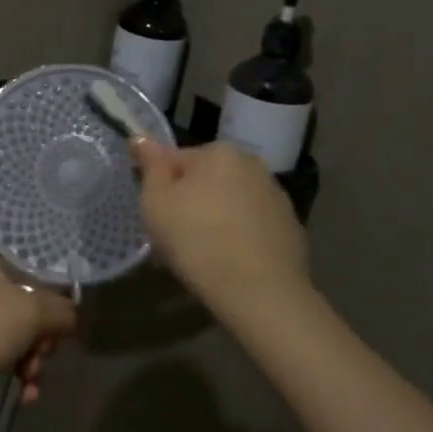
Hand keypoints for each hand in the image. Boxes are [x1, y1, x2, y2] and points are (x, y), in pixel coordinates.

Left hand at [0, 255, 76, 402]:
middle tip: (45, 350)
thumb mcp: (34, 310)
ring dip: (33, 360)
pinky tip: (26, 393)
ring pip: (16, 337)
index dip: (47, 292)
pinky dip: (17, 374)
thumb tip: (70, 318)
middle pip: (23, 308)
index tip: (60, 314)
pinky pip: (2, 360)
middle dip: (41, 335)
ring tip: (32, 376)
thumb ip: (61, 310)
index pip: (24, 270)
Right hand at [131, 139, 314, 318]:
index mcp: (219, 151)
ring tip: (203, 254)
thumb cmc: (196, 240)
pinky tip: (229, 262)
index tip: (156, 216)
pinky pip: (252, 226)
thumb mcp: (155, 201)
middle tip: (175, 236)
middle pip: (206, 179)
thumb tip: (141, 138)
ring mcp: (276, 197)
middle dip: (191, 201)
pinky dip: (239, 237)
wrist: (260, 293)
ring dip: (216, 218)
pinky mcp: (291, 228)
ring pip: (230, 202)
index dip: (160, 187)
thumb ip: (150, 166)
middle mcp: (252, 164)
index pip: (175, 160)